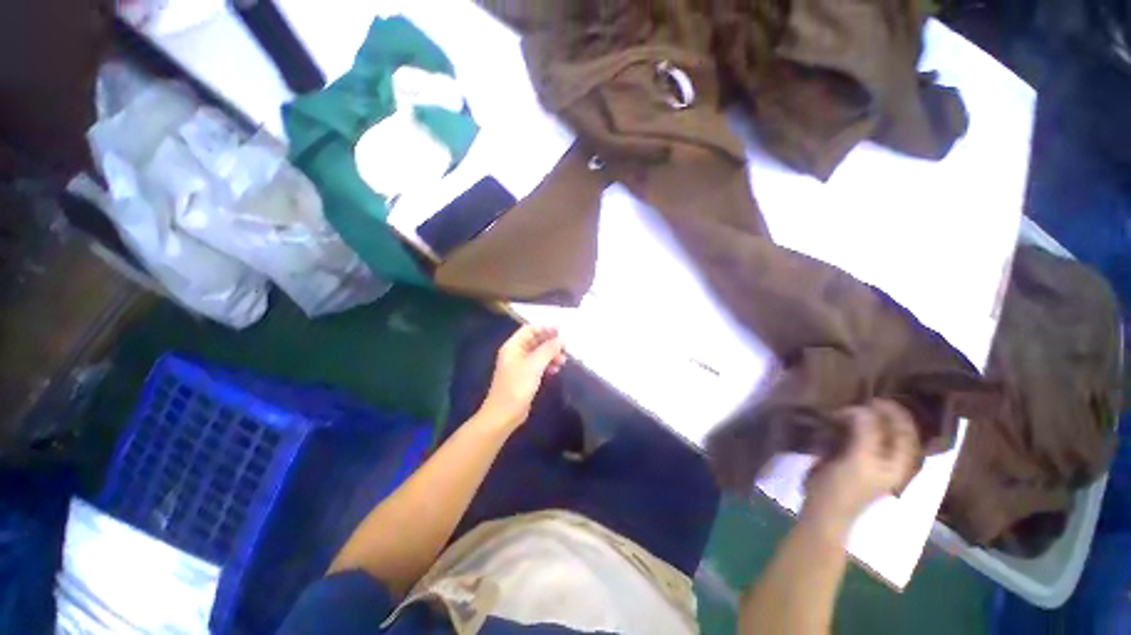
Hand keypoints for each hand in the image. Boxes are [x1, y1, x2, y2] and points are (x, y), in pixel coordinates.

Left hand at [477, 324, 565, 429]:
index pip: (530, 329)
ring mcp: (520, 366)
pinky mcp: (524, 377)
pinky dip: (547, 365)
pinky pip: (538, 365)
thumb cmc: (517, 386)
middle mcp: (515, 353)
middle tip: (565, 346)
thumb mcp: (534, 365)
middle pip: (535, 340)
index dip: (545, 327)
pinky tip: (556, 370)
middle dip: (550, 342)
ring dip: (551, 354)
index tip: (561, 330)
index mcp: (513, 346)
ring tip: (563, 360)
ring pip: (538, 353)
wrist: (504, 414)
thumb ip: (548, 349)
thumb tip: (561, 339)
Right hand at [801, 399, 919, 536]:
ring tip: (848, 409)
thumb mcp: (858, 459)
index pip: (906, 430)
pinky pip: (859, 436)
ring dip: (864, 418)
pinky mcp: (855, 460)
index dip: (894, 412)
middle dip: (878, 414)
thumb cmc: (844, 487)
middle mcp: (891, 459)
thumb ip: (866, 432)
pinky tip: (841, 421)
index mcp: (900, 462)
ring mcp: (873, 460)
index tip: (872, 398)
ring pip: (875, 432)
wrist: (825, 509)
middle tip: (857, 402)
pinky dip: (853, 426)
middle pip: (892, 429)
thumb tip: (863, 408)